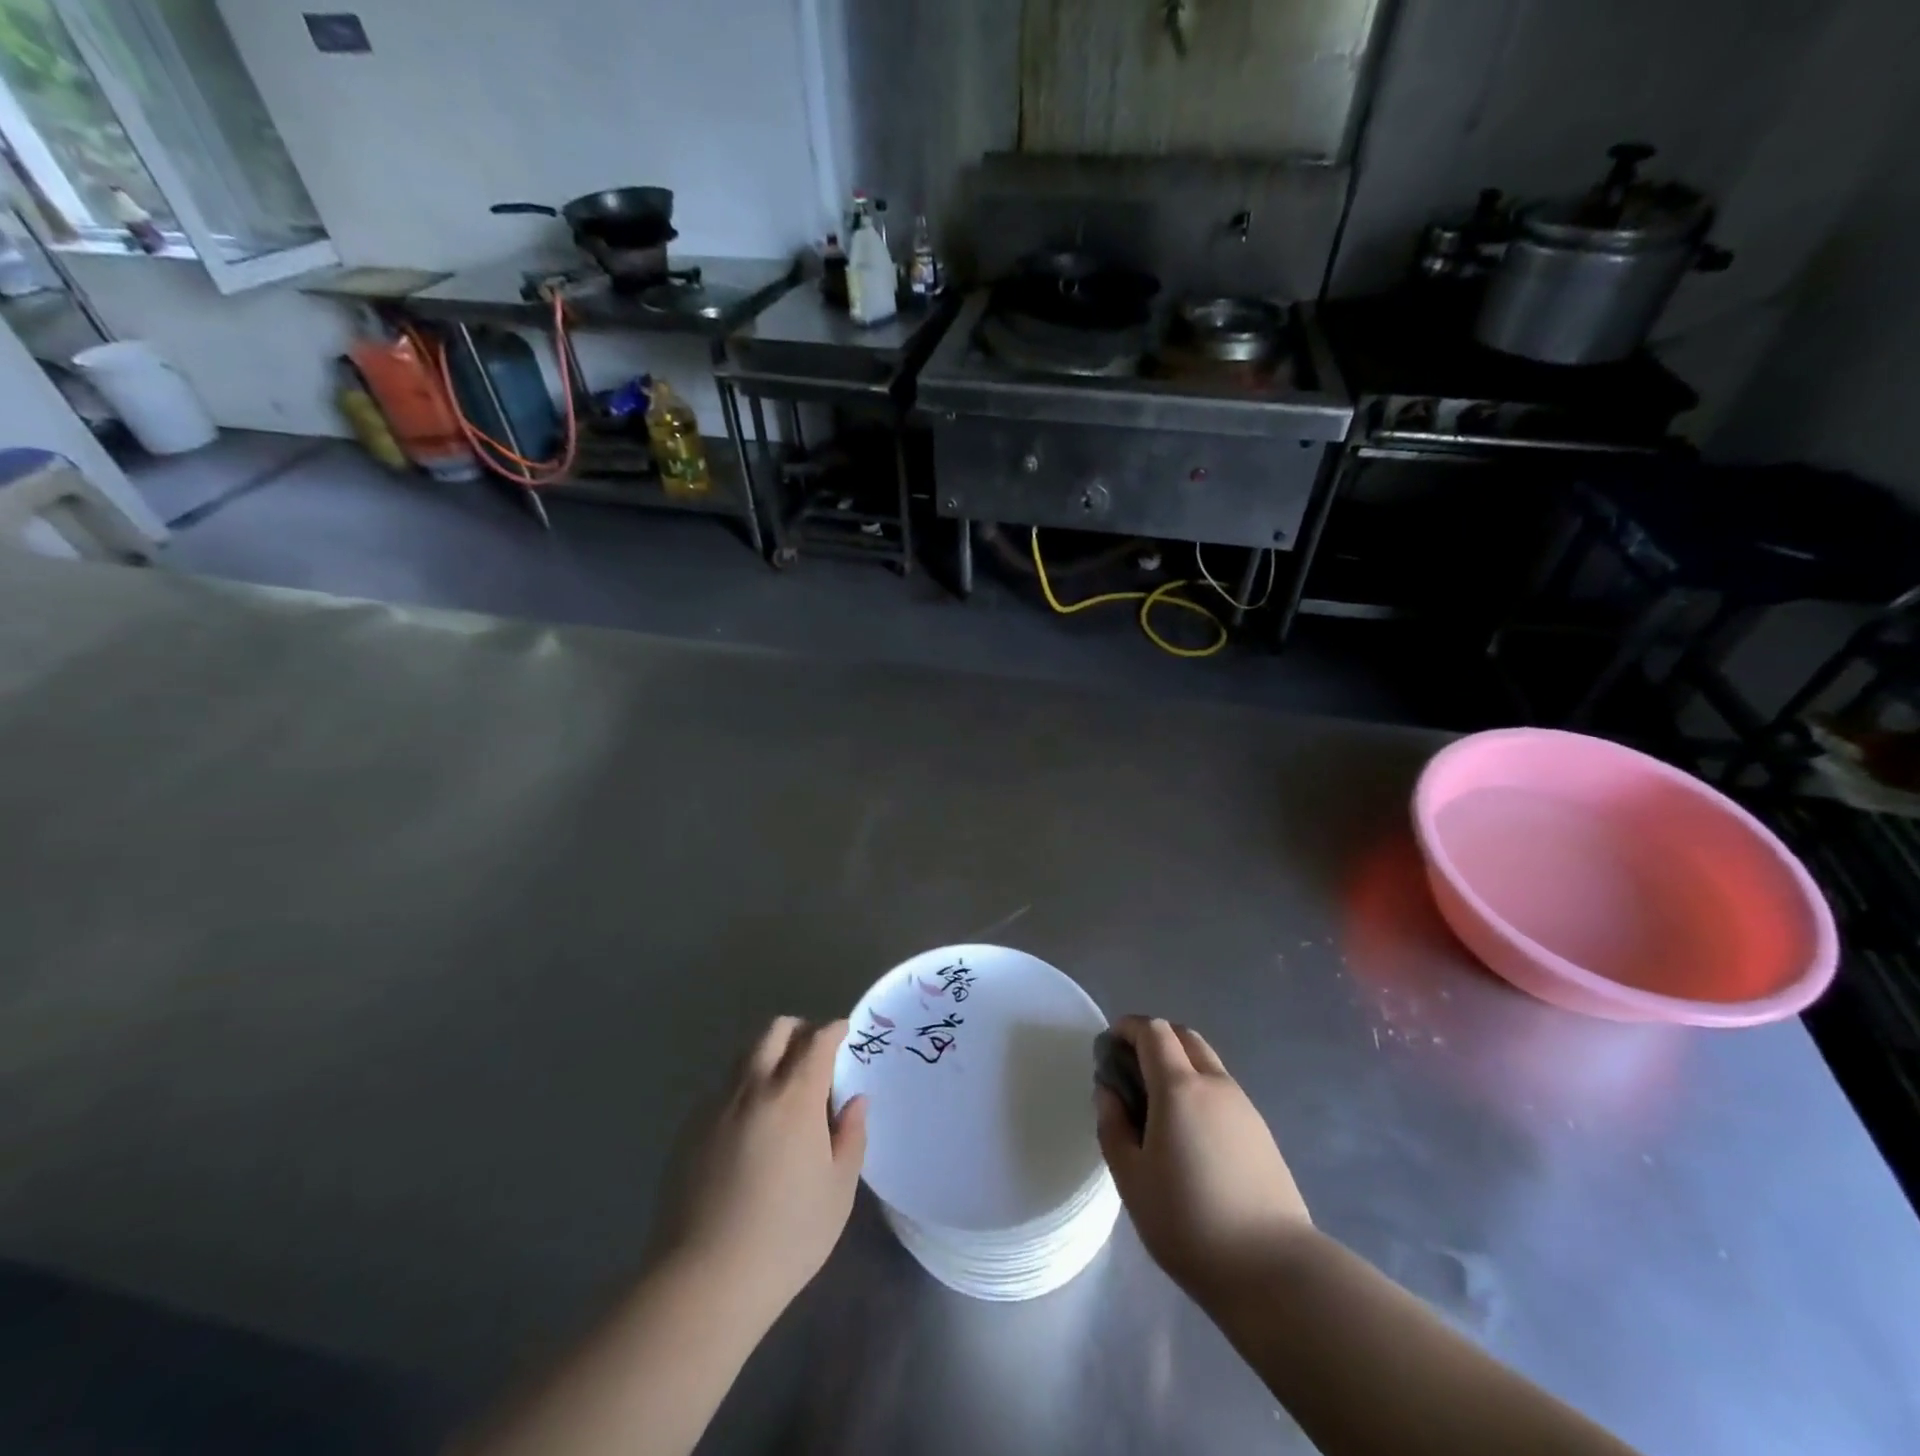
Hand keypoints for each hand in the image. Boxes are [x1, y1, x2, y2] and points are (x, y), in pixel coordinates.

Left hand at [661, 1017, 866, 1321]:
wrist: (704, 1281)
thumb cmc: (786, 1237)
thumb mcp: (838, 1191)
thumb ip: (851, 1136)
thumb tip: (855, 1100)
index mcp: (794, 1097)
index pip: (816, 1040)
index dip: (833, 1030)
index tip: (844, 1033)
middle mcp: (753, 1088)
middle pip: (774, 1031)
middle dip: (798, 1030)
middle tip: (814, 1054)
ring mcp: (716, 1107)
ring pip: (744, 1055)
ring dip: (768, 1055)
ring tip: (782, 1088)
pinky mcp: (689, 1130)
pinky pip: (722, 1089)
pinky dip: (744, 1088)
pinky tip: (750, 1126)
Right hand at [1095, 1016, 1311, 1299]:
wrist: (1274, 1271)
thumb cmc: (1189, 1222)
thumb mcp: (1131, 1178)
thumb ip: (1113, 1126)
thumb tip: (1109, 1091)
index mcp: (1179, 1087)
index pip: (1153, 1030)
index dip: (1128, 1028)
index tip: (1109, 1048)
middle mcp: (1215, 1084)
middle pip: (1184, 1037)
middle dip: (1154, 1039)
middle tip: (1131, 1071)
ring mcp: (1244, 1107)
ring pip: (1207, 1063)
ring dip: (1179, 1064)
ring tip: (1159, 1106)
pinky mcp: (1262, 1132)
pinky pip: (1223, 1091)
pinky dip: (1199, 1089)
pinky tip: (1190, 1133)